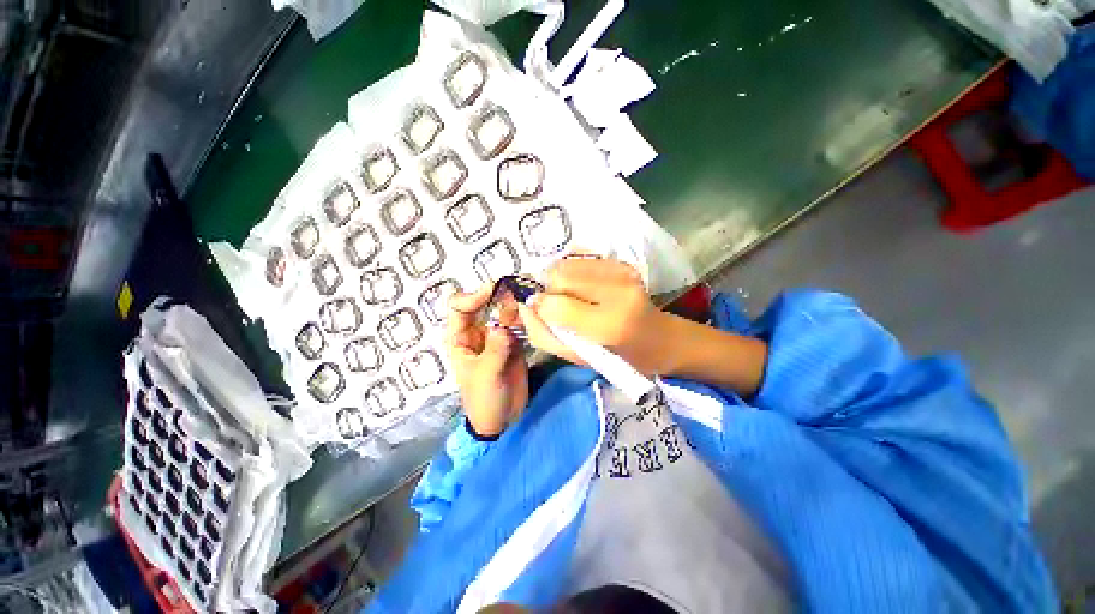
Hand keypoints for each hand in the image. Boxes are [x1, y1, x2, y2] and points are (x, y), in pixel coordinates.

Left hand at [447, 284, 528, 437]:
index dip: (474, 296)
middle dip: (498, 296)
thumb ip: (495, 351)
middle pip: (483, 304)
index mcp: (460, 337)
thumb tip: (502, 327)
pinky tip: (534, 315)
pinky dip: (526, 317)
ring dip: (514, 305)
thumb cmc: (484, 399)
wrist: (503, 418)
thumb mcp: (486, 376)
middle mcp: (476, 331)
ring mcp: (496, 335)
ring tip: (528, 303)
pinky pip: (518, 323)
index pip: (459, 307)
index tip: (494, 290)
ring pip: (503, 311)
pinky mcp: (513, 341)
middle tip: (517, 292)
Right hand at [518, 258, 671, 376]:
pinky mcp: (623, 262)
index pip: (556, 305)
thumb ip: (544, 334)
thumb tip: (524, 306)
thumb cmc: (616, 356)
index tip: (542, 312)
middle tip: (560, 305)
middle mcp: (619, 291)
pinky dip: (572, 270)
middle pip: (560, 273)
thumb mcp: (576, 357)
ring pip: (568, 262)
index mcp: (609, 325)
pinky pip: (581, 256)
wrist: (657, 339)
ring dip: (560, 279)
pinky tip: (583, 286)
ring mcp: (623, 272)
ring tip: (573, 296)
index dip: (542, 306)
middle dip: (550, 289)